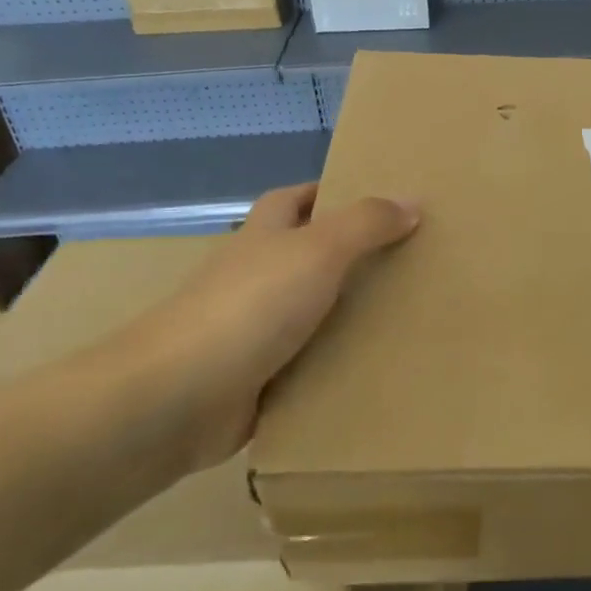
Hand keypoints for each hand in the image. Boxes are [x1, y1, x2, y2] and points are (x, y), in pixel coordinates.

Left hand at [102, 182, 417, 472]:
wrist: (179, 397)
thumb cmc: (250, 307)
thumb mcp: (317, 250)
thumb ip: (366, 224)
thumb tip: (412, 203)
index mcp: (263, 238)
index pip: (293, 200)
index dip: (328, 193)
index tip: (376, 200)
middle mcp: (256, 278)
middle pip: (308, 257)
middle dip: (352, 257)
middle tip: (410, 261)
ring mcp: (254, 331)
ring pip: (313, 314)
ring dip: (350, 317)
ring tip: (409, 317)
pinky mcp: (259, 381)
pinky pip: (309, 366)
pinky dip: (337, 367)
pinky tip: (377, 370)